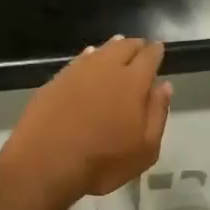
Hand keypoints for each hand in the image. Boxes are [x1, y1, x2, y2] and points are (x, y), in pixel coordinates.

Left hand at [0, 37, 170, 205]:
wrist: (45, 163)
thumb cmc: (102, 162)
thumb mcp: (145, 149)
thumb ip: (158, 113)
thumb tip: (164, 86)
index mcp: (133, 82)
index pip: (149, 56)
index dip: (155, 51)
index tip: (159, 49)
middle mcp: (106, 68)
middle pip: (124, 47)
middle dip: (135, 46)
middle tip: (141, 48)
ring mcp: (77, 72)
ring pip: (100, 50)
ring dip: (112, 47)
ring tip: (119, 46)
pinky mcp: (55, 80)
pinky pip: (78, 60)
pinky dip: (89, 56)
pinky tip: (89, 58)